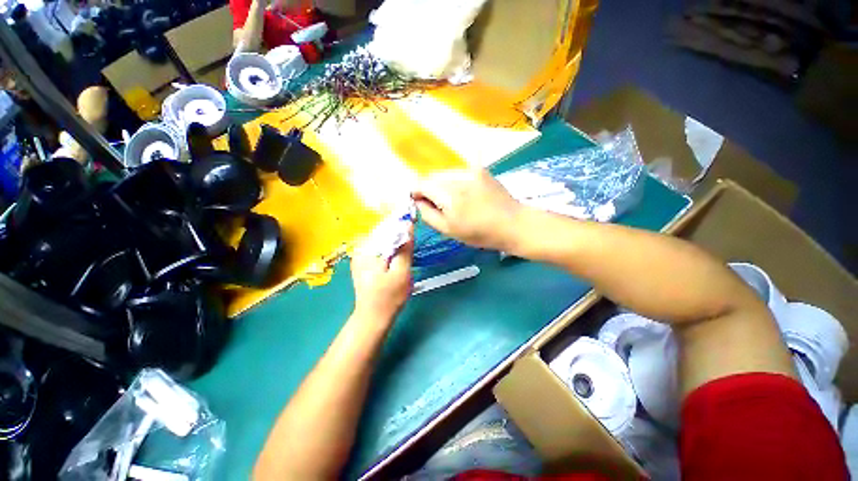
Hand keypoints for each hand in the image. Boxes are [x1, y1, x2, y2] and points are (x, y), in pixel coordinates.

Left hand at [351, 226, 413, 323]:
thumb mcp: (401, 272)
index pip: (385, 226)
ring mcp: (360, 255)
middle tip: (412, 234)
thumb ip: (404, 248)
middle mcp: (360, 248)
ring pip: (381, 238)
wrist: (372, 318)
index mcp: (367, 250)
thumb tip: (407, 225)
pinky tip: (397, 253)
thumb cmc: (389, 297)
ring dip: (395, 238)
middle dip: (398, 230)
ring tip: (407, 244)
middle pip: (383, 231)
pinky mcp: (363, 261)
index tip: (413, 219)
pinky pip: (379, 247)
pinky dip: (390, 246)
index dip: (401, 221)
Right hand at [412, 169, 523, 251]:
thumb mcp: (449, 230)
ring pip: (445, 174)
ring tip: (454, 201)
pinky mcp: (480, 169)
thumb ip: (428, 214)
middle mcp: (457, 177)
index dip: (416, 192)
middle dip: (429, 189)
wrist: (512, 224)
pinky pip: (459, 171)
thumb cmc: (479, 233)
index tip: (419, 202)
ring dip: (442, 185)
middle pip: (432, 177)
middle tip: (438, 205)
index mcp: (448, 195)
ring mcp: (470, 170)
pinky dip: (455, 181)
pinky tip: (464, 193)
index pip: (421, 184)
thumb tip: (418, 201)